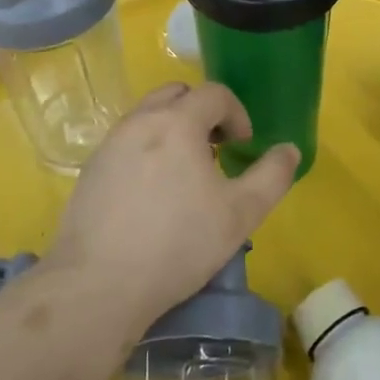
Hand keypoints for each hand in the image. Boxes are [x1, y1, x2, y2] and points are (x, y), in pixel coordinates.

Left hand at [51, 82, 298, 324]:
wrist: (98, 285)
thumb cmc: (178, 244)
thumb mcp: (240, 214)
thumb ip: (272, 176)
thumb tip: (289, 150)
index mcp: (178, 122)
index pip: (214, 94)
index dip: (237, 114)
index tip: (243, 146)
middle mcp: (140, 121)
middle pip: (177, 94)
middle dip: (202, 113)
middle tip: (216, 150)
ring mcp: (109, 144)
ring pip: (147, 117)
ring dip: (172, 129)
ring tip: (184, 173)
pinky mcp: (90, 170)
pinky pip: (126, 143)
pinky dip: (146, 150)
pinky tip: (152, 195)